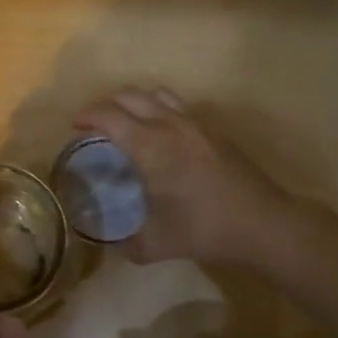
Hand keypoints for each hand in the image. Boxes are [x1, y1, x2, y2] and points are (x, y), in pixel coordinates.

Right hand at [73, 87, 299, 267]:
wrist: (263, 223)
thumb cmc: (205, 229)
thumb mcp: (157, 244)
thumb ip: (128, 243)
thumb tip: (112, 244)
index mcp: (150, 146)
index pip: (109, 116)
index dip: (87, 116)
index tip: (74, 125)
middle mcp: (171, 125)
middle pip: (130, 96)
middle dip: (106, 103)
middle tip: (95, 123)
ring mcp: (196, 124)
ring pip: (157, 94)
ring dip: (134, 101)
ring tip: (126, 121)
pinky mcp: (214, 130)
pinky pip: (178, 106)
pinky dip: (159, 110)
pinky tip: (160, 136)